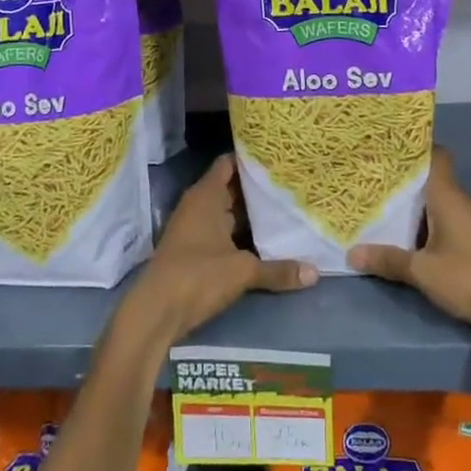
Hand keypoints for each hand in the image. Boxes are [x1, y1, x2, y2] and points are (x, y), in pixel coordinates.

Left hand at [125, 154, 316, 344]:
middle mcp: (199, 205)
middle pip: (231, 188)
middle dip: (258, 188)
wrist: (155, 312)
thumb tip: (315, 273)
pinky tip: (267, 241)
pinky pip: (223, 233)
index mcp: (206, 195)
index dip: (252, 159)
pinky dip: (242, 235)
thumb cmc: (197, 275)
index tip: (279, 158)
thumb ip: (277, 269)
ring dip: (251, 214)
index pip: (230, 163)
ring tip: (287, 209)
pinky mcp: (194, 251)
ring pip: (228, 213)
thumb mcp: (242, 271)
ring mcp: (195, 228)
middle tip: (292, 185)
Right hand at [348, 147, 470, 335]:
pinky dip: (420, 224)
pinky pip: (439, 223)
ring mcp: (466, 223)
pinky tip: (399, 236)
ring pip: (432, 203)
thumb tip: (352, 253)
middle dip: (401, 178)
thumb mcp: (423, 271)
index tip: (386, 145)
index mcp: (447, 196)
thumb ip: (389, 260)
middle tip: (366, 175)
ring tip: (374, 203)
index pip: (435, 155)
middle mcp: (457, 202)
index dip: (413, 146)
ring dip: (409, 204)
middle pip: (428, 179)